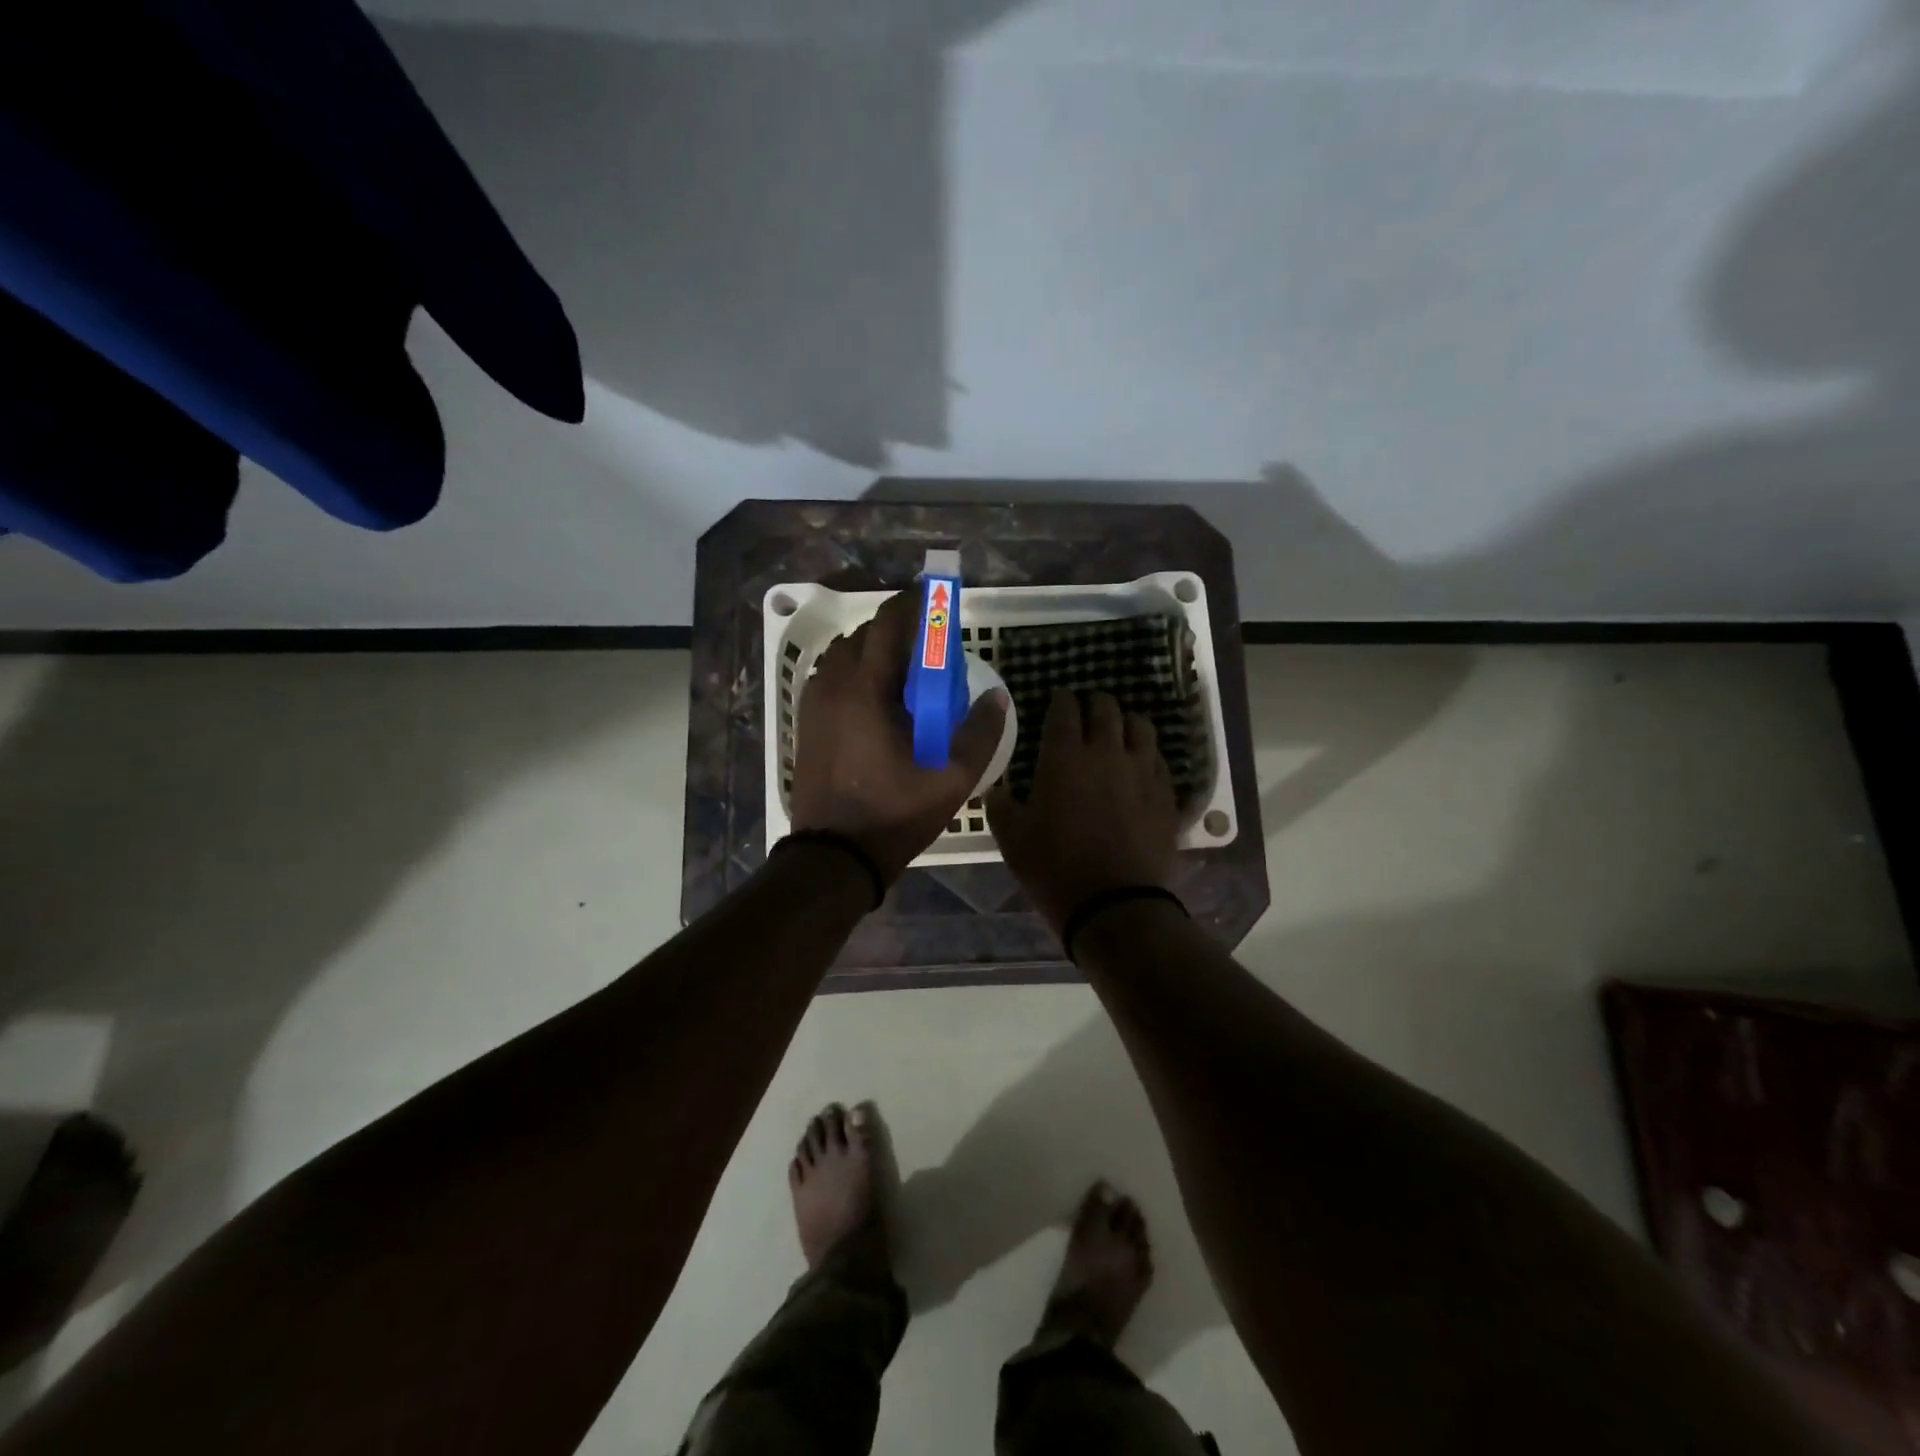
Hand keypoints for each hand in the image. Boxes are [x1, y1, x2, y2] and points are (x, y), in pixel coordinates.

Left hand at [790, 588, 1008, 883]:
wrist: (834, 855)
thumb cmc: (895, 813)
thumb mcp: (953, 778)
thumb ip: (981, 732)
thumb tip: (997, 696)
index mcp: (867, 689)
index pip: (888, 623)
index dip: (914, 605)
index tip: (937, 601)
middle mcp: (834, 685)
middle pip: (864, 634)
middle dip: (897, 630)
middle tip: (929, 648)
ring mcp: (815, 704)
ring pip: (843, 655)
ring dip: (874, 651)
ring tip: (904, 674)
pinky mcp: (807, 722)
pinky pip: (831, 677)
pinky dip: (855, 673)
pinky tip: (877, 701)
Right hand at [987, 688, 1178, 933]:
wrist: (1114, 904)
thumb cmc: (1054, 868)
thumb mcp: (1012, 839)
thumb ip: (1002, 806)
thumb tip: (998, 791)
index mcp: (1065, 756)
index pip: (1064, 709)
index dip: (1060, 700)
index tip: (1057, 700)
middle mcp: (1107, 752)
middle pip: (1106, 707)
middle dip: (1094, 703)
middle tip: (1086, 712)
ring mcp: (1142, 771)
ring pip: (1140, 727)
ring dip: (1126, 723)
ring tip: (1118, 733)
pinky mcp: (1166, 794)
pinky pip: (1159, 760)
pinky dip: (1147, 755)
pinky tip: (1140, 767)